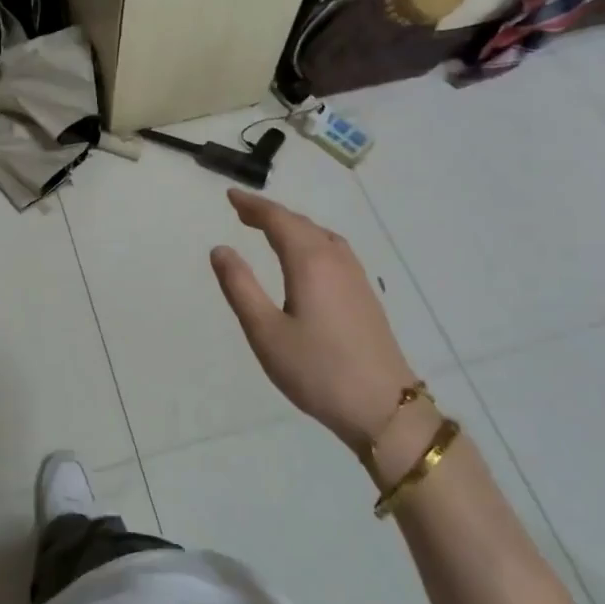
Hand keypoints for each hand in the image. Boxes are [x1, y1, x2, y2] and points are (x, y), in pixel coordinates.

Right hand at [209, 188, 418, 453]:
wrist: (384, 408)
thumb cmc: (317, 370)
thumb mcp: (265, 331)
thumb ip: (240, 287)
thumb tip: (220, 249)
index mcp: (310, 262)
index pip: (278, 220)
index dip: (252, 205)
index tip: (230, 195)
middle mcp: (335, 259)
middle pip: (300, 223)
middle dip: (270, 213)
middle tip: (242, 211)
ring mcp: (355, 276)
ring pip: (320, 235)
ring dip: (292, 226)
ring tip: (269, 229)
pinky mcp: (365, 294)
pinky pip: (333, 249)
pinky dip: (310, 240)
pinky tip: (306, 257)